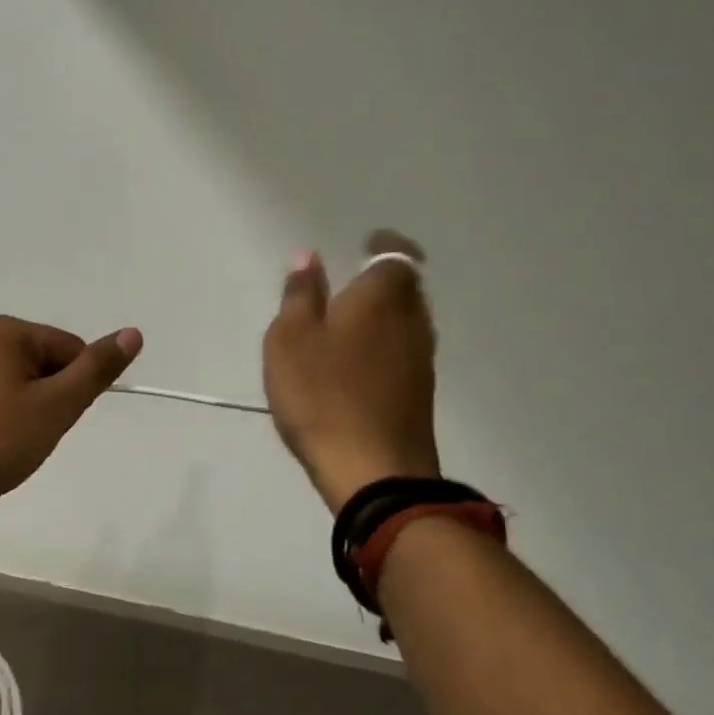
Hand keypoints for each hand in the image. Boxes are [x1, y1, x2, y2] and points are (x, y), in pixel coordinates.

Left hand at [0, 315, 143, 509]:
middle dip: (50, 396)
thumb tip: (134, 333)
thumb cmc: (0, 438)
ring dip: (30, 407)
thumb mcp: (58, 404)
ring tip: (12, 438)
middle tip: (33, 432)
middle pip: (45, 361)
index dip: (74, 387)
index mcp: (5, 329)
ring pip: (21, 379)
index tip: (56, 419)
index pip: (70, 349)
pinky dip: (5, 413)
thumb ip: (97, 368)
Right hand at [262, 229, 441, 511]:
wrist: (374, 472)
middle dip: (382, 280)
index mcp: (382, 296)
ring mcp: (422, 360)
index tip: (365, 243)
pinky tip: (359, 362)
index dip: (383, 244)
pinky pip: (404, 351)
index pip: (395, 253)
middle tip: (351, 282)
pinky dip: (386, 345)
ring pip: (408, 321)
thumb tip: (308, 257)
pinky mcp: (421, 394)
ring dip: (384, 314)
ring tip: (350, 321)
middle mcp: (413, 320)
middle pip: (406, 287)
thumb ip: (300, 294)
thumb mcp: (290, 338)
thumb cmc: (323, 394)